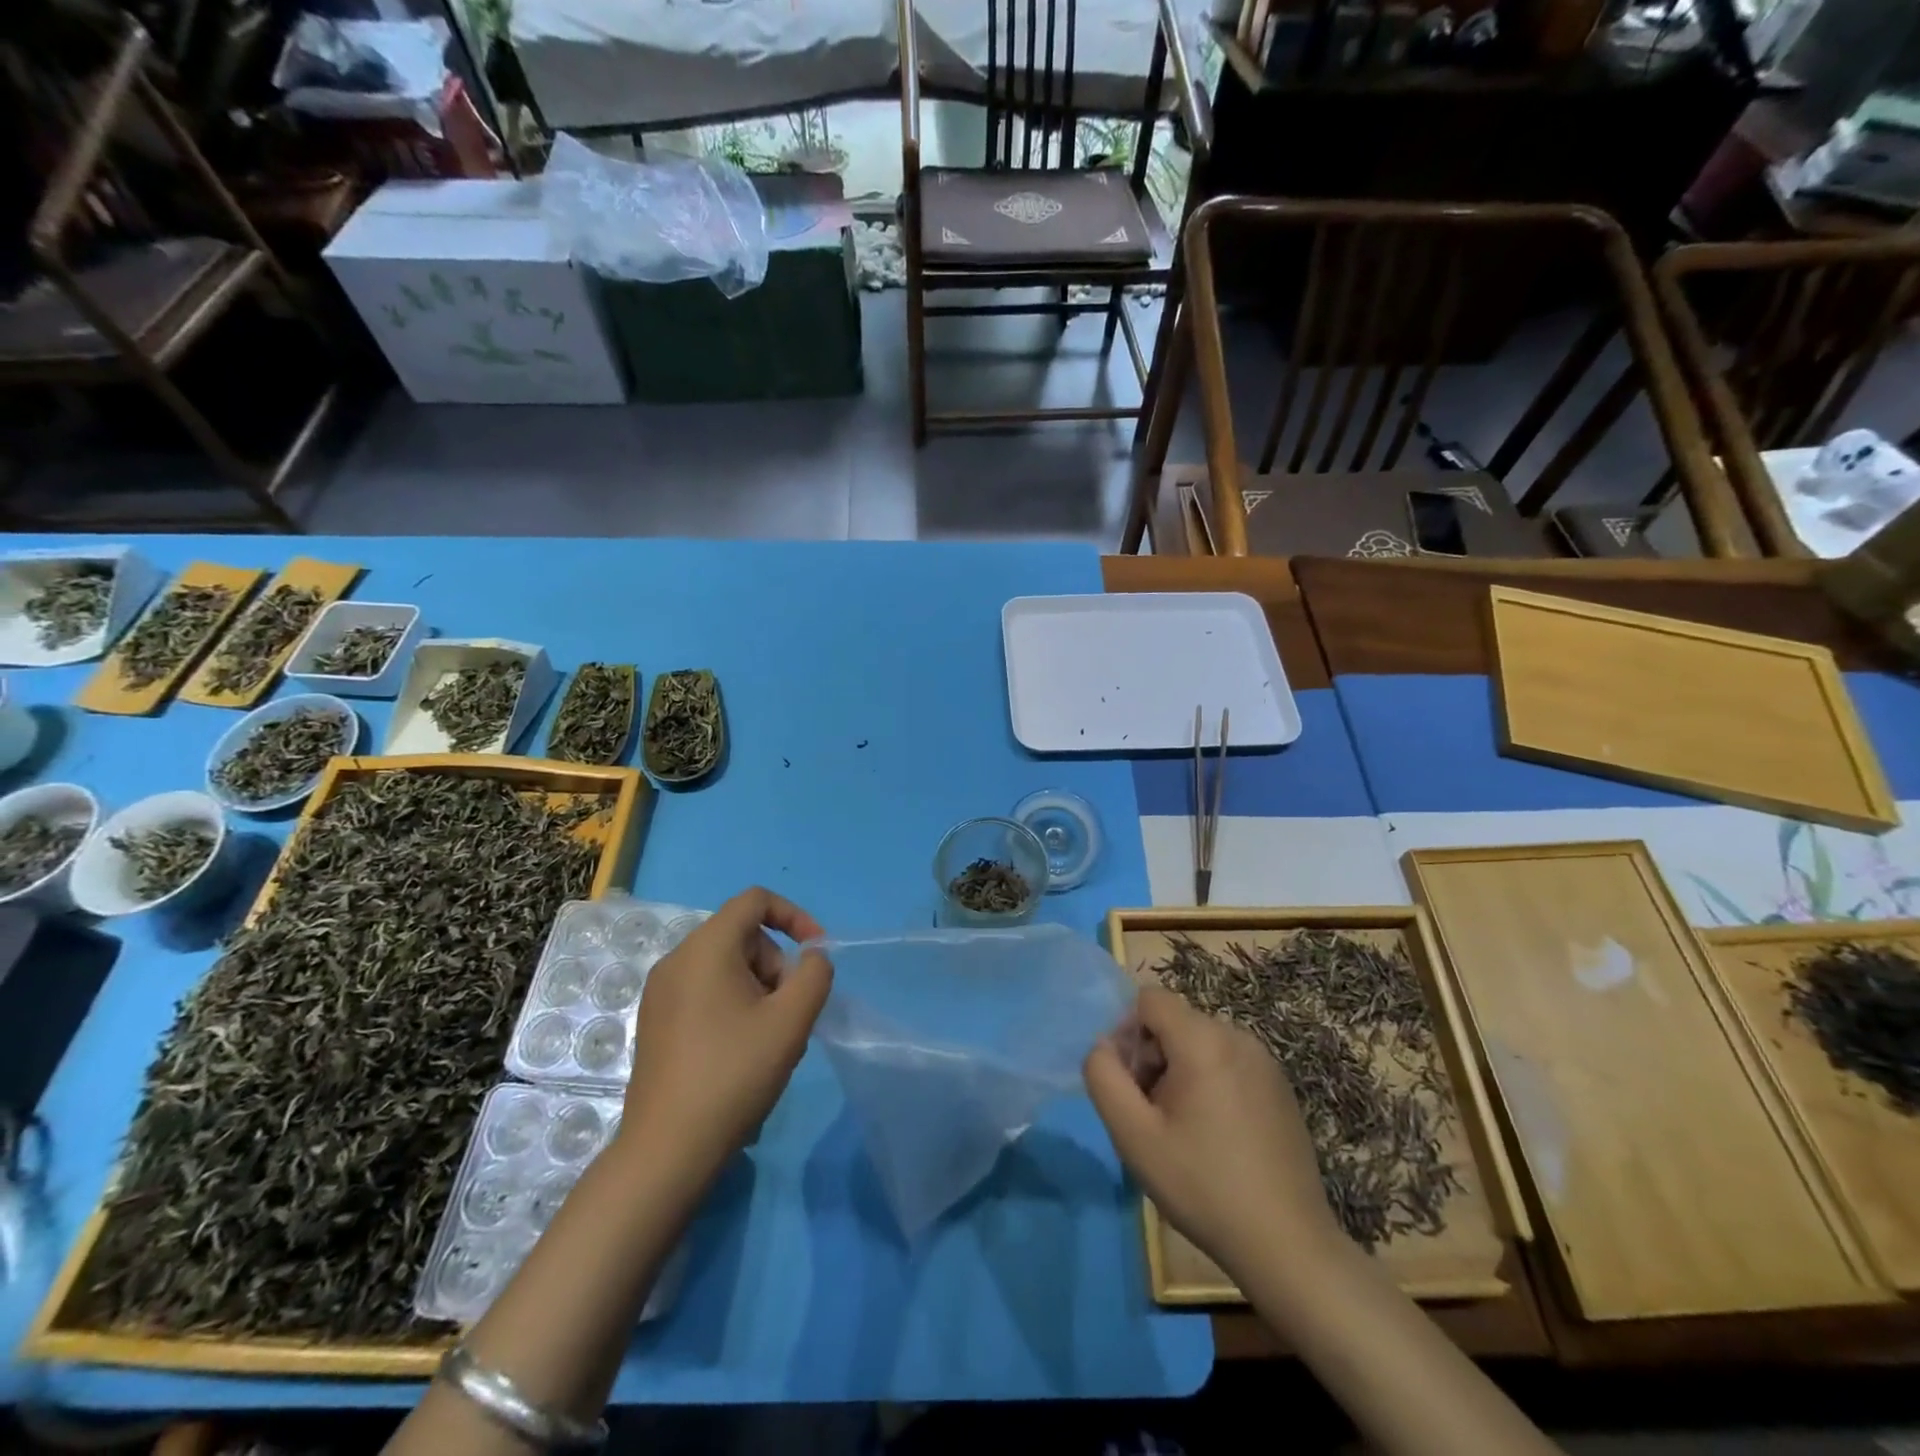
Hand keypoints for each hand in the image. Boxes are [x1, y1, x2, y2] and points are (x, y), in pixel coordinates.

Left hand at [616, 887, 832, 1186]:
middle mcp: (676, 960)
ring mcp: (660, 993)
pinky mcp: (656, 1022)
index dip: (794, 916)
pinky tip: (743, 1053)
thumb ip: (815, 974)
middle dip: (777, 965)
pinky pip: (706, 991)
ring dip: (760, 989)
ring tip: (771, 1040)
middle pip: (743, 936)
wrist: (667, 1151)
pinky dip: (734, 1005)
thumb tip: (812, 957)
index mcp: (705, 948)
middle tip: (790, 1014)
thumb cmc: (734, 1074)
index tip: (817, 953)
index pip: (755, 901)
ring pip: (726, 967)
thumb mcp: (791, 1021)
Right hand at [1084, 984, 1339, 1280]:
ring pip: (1200, 1042)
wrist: (1287, 1245)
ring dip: (1178, 1071)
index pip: (1149, 1000)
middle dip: (1152, 1057)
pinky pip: (1227, 1061)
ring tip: (1182, 1129)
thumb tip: (1103, 1046)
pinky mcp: (1279, 1086)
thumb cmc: (1202, 1186)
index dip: (1127, 1033)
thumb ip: (1103, 1078)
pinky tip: (1215, 1136)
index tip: (1131, 1085)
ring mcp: (1264, 1061)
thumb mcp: (1134, 1136)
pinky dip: (1209, 1082)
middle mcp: (1237, 1037)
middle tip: (1152, 1115)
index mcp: (1204, 1040)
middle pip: (1174, 1022)